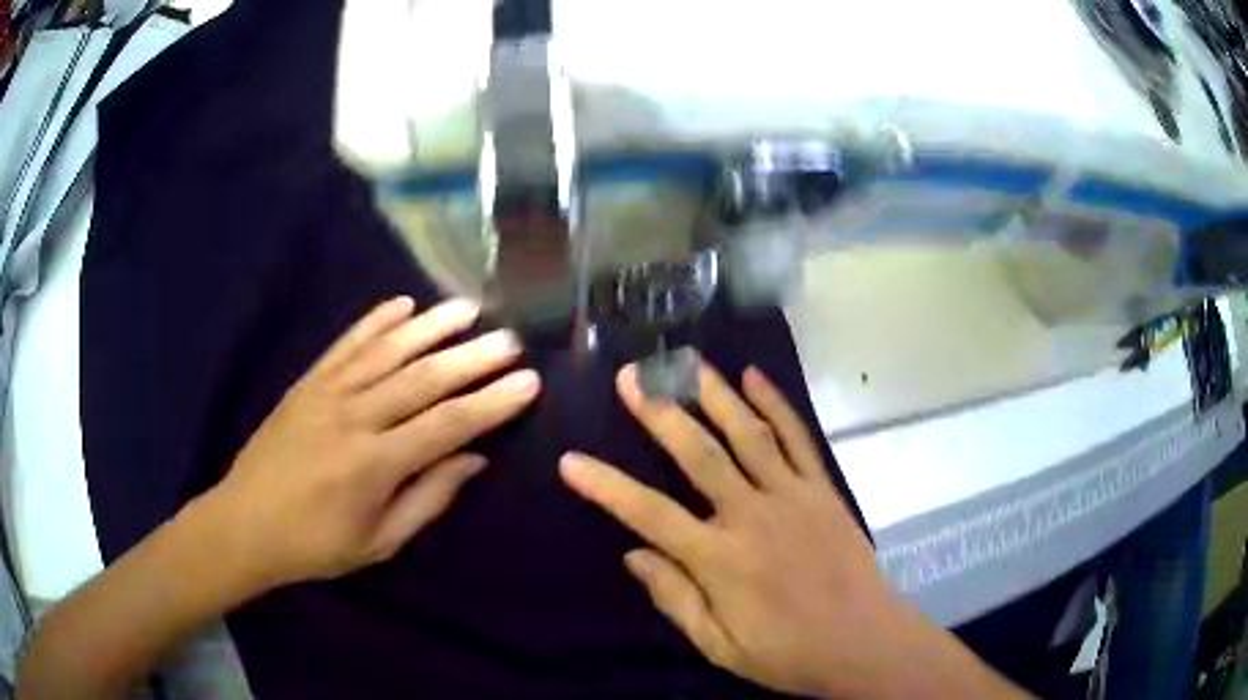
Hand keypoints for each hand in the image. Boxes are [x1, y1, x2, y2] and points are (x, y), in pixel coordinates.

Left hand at [204, 296, 539, 591]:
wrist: (245, 523)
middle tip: (511, 340)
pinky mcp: (307, 382)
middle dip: (472, 358)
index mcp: (374, 465)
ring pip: (387, 351)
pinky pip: (346, 344)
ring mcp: (327, 393)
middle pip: (423, 379)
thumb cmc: (315, 544)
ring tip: (469, 308)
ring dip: (431, 326)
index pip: (447, 425)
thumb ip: (428, 498)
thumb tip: (473, 459)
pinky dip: (376, 321)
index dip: (492, 404)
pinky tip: (403, 304)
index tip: (528, 383)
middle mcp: (353, 418)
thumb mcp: (379, 542)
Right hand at [559, 362, 928, 698]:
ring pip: (748, 434)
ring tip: (686, 361)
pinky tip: (755, 376)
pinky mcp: (823, 490)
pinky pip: (798, 438)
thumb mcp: (719, 645)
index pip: (649, 514)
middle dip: (661, 412)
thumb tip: (633, 555)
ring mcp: (792, 496)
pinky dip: (776, 404)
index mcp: (720, 560)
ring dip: (714, 394)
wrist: (863, 642)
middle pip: (699, 455)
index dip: (606, 487)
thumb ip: (675, 598)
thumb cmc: (787, 652)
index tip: (571, 461)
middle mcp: (752, 516)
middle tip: (632, 377)